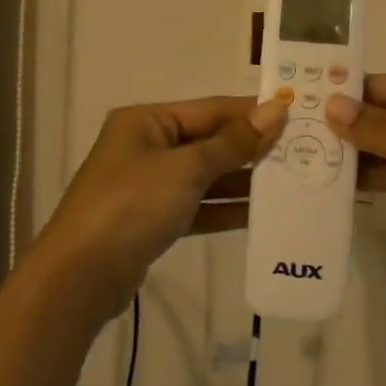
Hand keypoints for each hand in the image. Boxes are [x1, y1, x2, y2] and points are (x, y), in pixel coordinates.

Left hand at [30, 97, 287, 325]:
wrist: (81, 276)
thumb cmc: (132, 205)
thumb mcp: (185, 169)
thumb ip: (233, 142)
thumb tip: (276, 109)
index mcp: (147, 121)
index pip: (210, 109)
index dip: (252, 112)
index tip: (297, 114)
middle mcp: (146, 146)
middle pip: (209, 141)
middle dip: (252, 147)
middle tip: (304, 151)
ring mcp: (148, 185)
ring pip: (205, 176)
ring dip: (243, 180)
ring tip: (291, 181)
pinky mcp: (153, 219)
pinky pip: (197, 206)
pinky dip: (224, 208)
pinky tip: (260, 213)